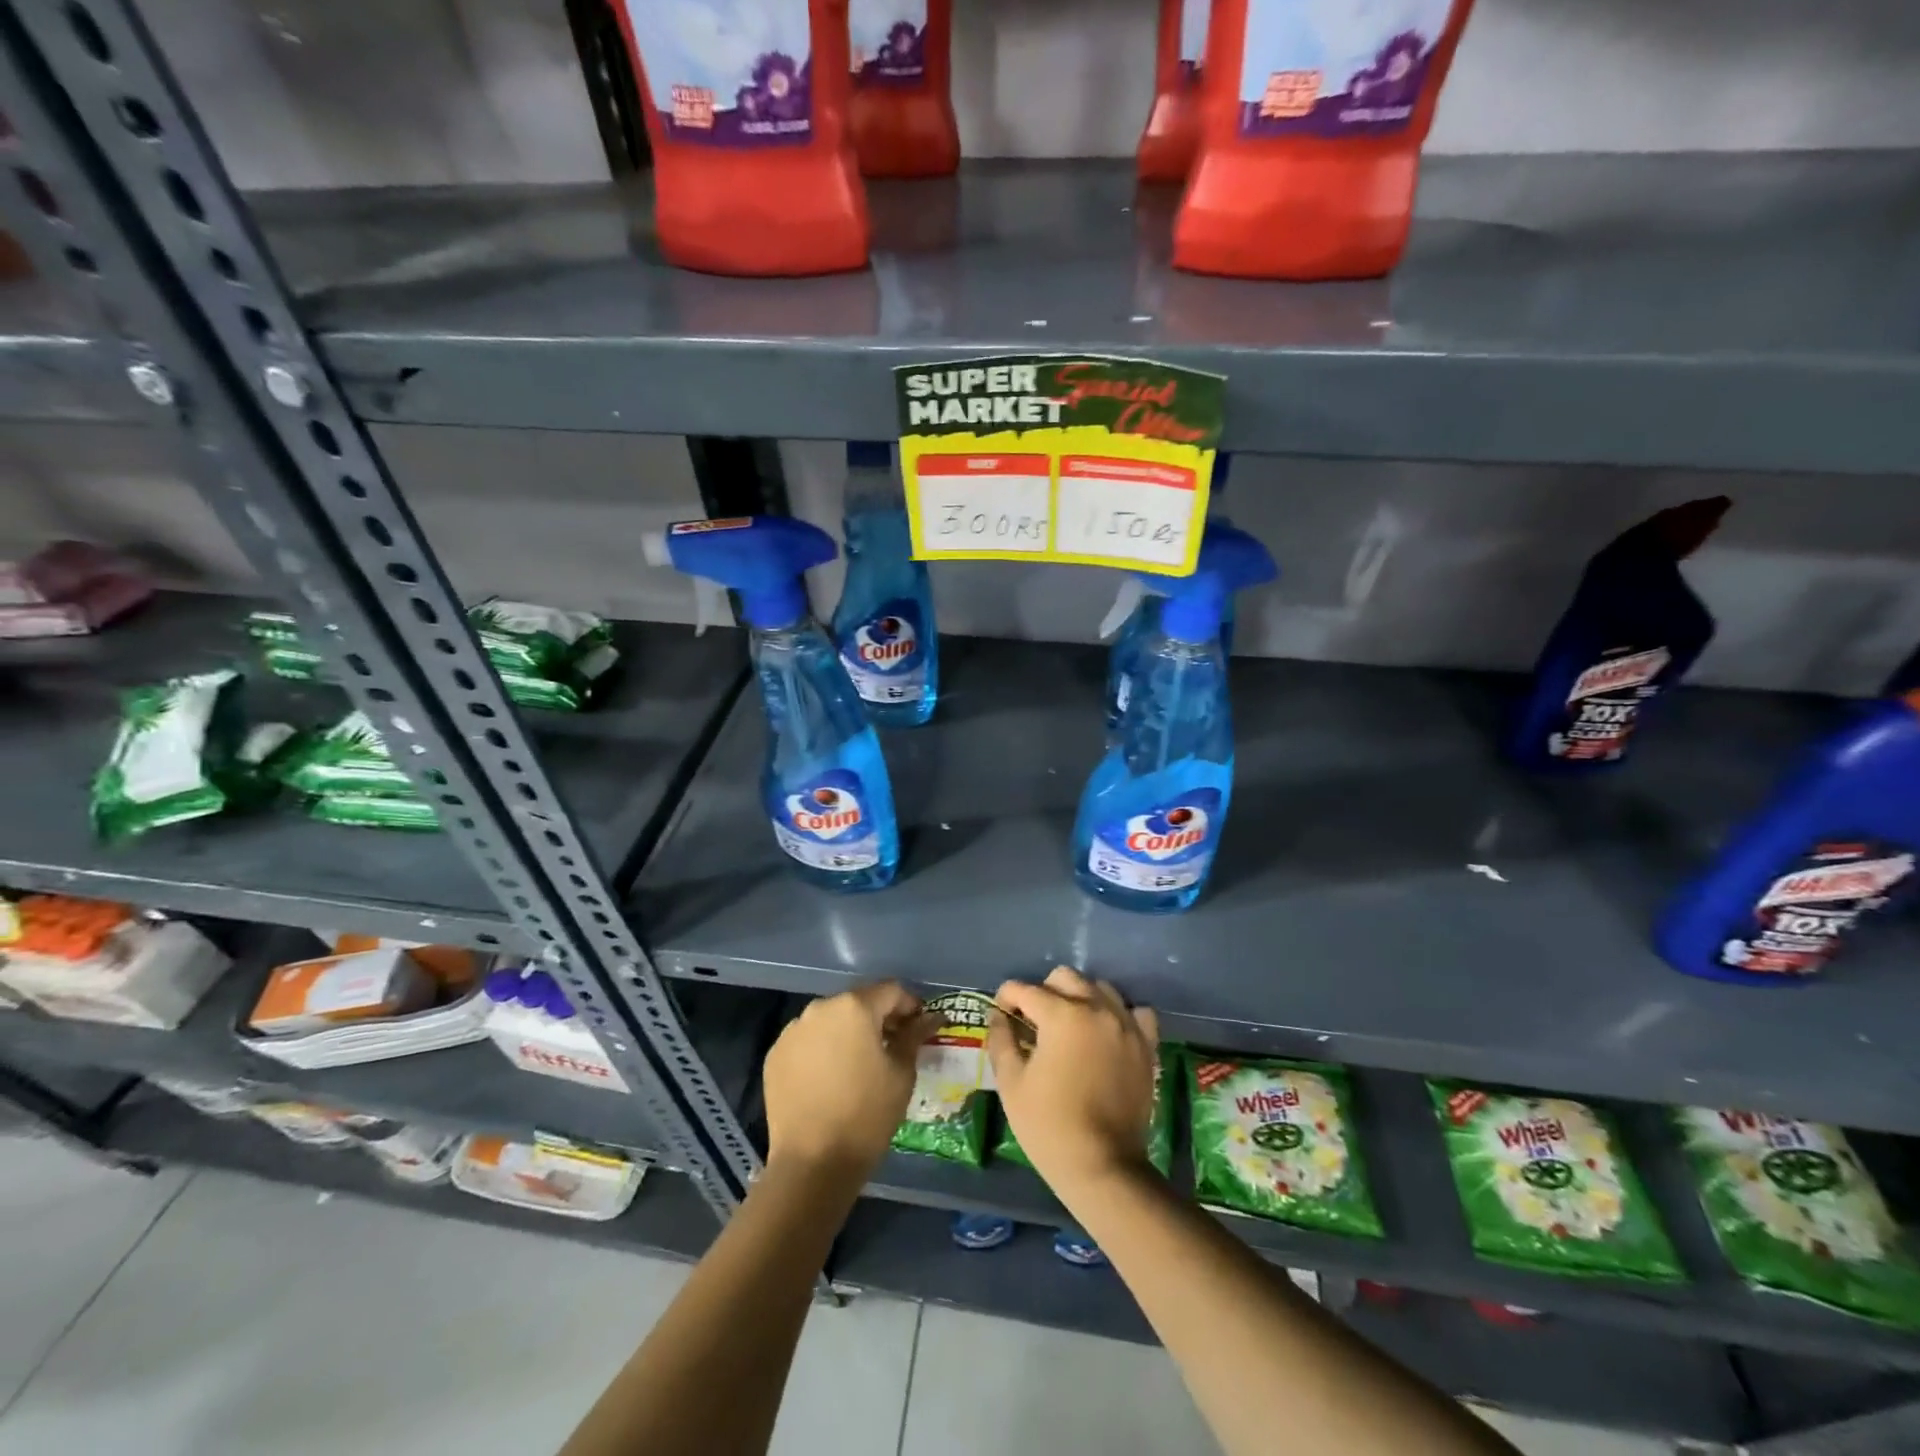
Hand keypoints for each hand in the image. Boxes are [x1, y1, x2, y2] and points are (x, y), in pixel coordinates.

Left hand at [763, 982, 940, 1185]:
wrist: (812, 1163)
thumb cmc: (867, 1114)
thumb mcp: (901, 1073)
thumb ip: (914, 1036)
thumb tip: (930, 1017)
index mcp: (854, 1007)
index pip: (891, 991)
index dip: (910, 1005)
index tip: (920, 1026)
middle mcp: (820, 1008)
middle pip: (858, 1002)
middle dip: (878, 1018)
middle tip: (894, 1044)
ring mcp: (793, 1031)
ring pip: (830, 1020)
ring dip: (849, 1032)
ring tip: (861, 1063)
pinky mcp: (775, 1055)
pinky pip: (807, 1041)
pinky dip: (823, 1050)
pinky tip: (832, 1078)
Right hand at [987, 967, 1159, 1200]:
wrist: (1103, 1166)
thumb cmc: (1049, 1125)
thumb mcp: (1011, 1083)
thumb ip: (1001, 1040)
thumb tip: (998, 1015)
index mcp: (1061, 1014)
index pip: (1025, 989)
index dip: (1006, 998)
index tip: (1002, 1014)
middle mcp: (1096, 1008)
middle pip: (1064, 977)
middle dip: (1043, 992)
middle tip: (1034, 1021)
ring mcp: (1126, 1024)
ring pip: (1100, 988)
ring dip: (1080, 998)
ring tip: (1070, 1026)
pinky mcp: (1146, 1045)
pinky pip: (1136, 1012)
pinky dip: (1120, 1015)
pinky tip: (1108, 1033)